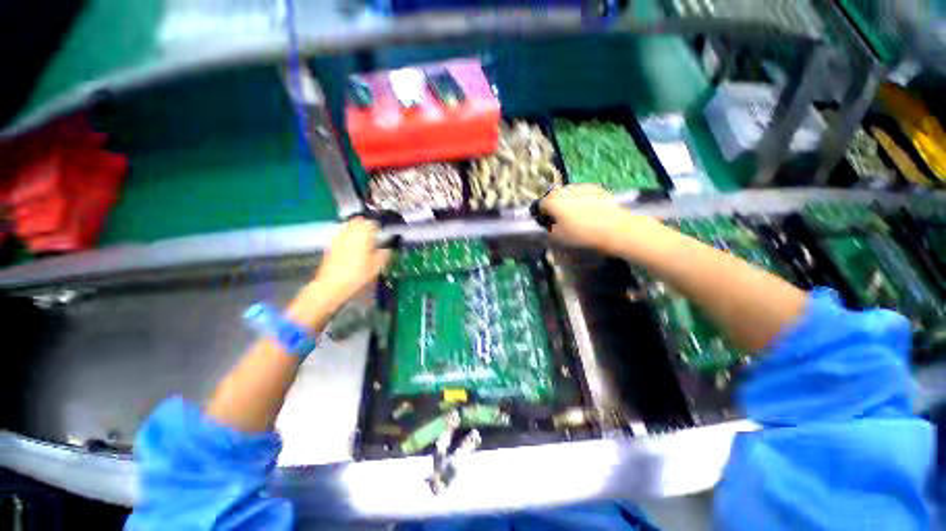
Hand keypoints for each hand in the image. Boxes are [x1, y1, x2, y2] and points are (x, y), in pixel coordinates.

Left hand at [289, 218, 390, 327]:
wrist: (332, 286)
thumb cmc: (357, 275)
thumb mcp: (377, 266)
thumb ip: (384, 254)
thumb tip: (387, 250)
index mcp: (363, 234)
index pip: (372, 223)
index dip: (379, 227)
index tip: (383, 234)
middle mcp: (349, 232)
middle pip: (358, 221)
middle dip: (366, 226)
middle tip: (373, 236)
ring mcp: (338, 238)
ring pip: (349, 227)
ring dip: (356, 231)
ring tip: (363, 242)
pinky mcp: (330, 246)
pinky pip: (342, 236)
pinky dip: (348, 239)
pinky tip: (352, 250)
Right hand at [540, 185, 643, 253]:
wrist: (614, 229)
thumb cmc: (581, 234)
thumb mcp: (558, 237)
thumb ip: (548, 228)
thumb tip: (547, 223)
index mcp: (552, 201)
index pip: (539, 205)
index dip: (541, 215)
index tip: (546, 223)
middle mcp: (564, 190)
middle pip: (553, 196)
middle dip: (554, 206)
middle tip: (560, 220)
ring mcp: (581, 186)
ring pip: (568, 194)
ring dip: (568, 202)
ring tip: (576, 216)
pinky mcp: (596, 188)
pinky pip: (582, 194)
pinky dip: (581, 200)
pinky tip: (589, 212)